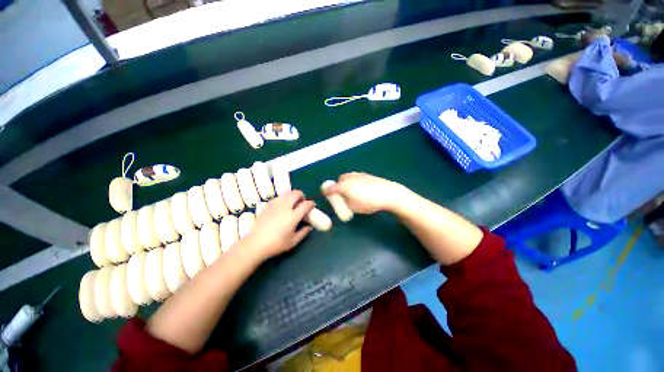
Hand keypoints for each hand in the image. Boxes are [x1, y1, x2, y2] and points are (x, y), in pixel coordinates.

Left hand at [243, 190, 314, 258]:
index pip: (306, 204)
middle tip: (302, 202)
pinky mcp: (267, 206)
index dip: (311, 203)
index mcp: (293, 216)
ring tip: (293, 203)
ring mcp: (275, 205)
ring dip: (292, 195)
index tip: (312, 206)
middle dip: (302, 195)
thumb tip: (309, 227)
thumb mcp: (293, 242)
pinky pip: (278, 197)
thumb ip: (303, 233)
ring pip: (287, 193)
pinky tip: (282, 206)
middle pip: (296, 193)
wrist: (255, 244)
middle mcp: (285, 207)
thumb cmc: (275, 244)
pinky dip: (283, 198)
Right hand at [323, 172, 408, 213]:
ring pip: (347, 177)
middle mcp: (348, 177)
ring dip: (346, 183)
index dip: (326, 191)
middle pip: (339, 180)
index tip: (325, 194)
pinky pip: (355, 177)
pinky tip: (362, 188)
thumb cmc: (368, 202)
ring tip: (352, 192)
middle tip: (342, 195)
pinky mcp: (366, 174)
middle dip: (338, 187)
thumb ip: (345, 203)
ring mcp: (357, 174)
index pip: (330, 188)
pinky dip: (354, 181)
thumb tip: (343, 200)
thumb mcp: (353, 207)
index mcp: (343, 186)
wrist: (387, 193)